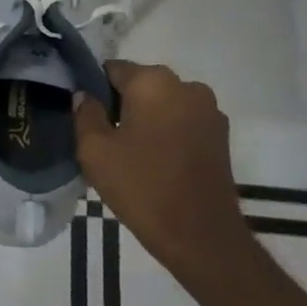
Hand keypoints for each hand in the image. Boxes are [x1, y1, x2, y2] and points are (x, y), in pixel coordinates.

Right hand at [73, 61, 254, 278]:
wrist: (200, 236)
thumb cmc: (141, 186)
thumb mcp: (94, 149)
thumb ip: (85, 113)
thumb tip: (85, 96)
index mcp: (153, 82)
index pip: (112, 70)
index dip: (95, 90)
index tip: (86, 117)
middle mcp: (186, 86)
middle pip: (140, 85)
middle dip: (121, 104)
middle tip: (106, 139)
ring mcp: (209, 111)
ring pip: (163, 104)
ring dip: (146, 119)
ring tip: (131, 153)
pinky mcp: (221, 136)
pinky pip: (182, 122)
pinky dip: (167, 133)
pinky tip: (156, 161)